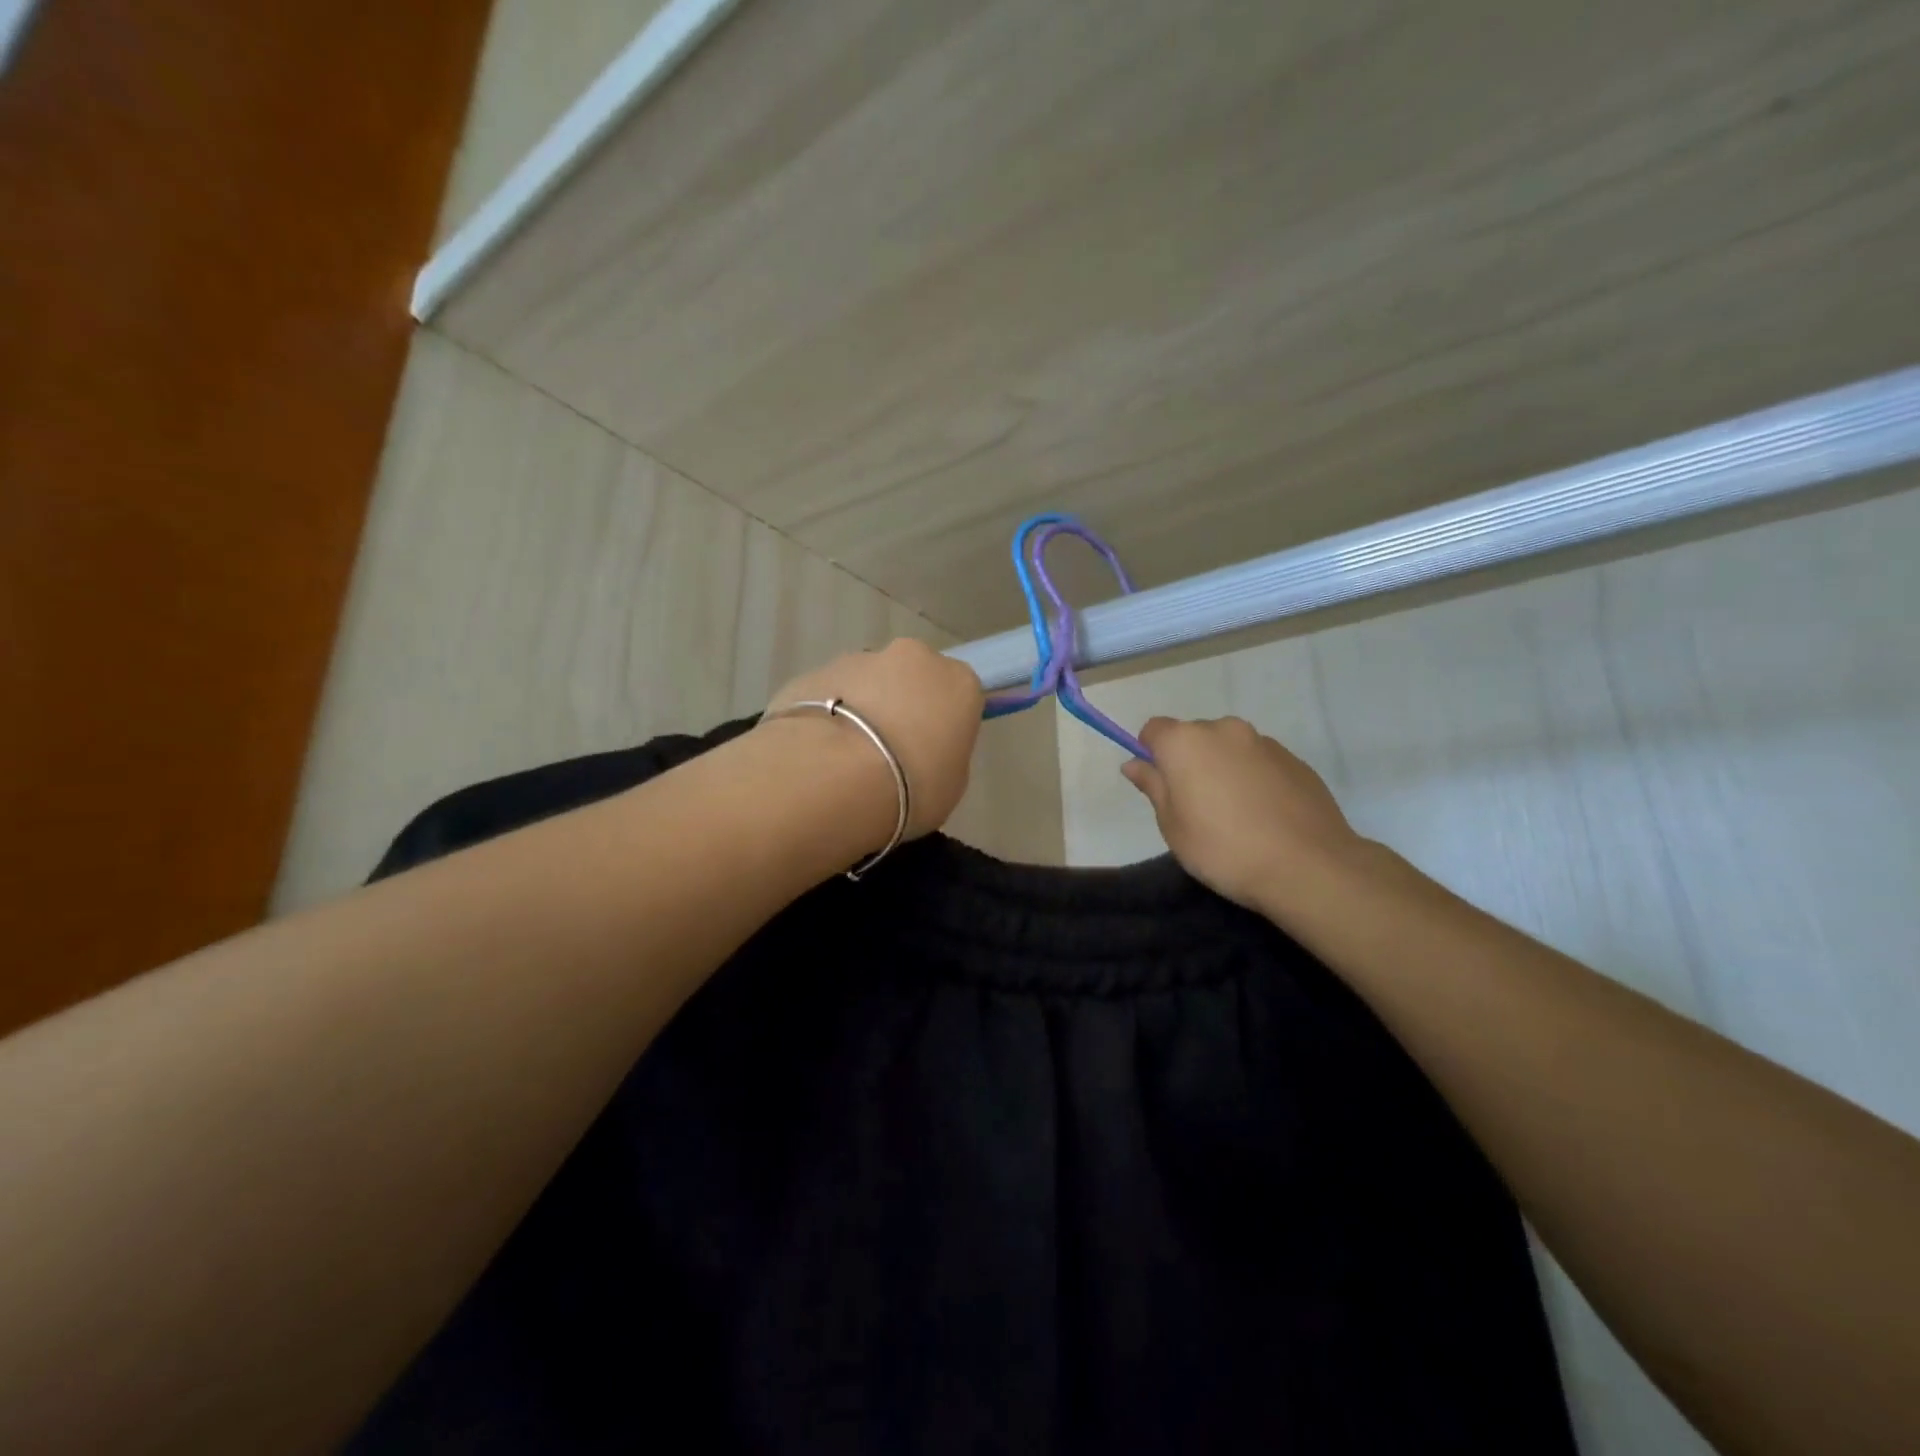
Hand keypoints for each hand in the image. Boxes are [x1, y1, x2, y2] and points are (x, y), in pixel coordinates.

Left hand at [762, 639, 984, 838]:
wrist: (831, 778)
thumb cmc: (911, 788)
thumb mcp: (950, 784)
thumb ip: (943, 754)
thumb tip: (925, 747)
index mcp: (958, 681)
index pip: (958, 694)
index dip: (944, 722)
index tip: (930, 751)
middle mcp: (913, 657)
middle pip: (912, 678)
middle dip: (902, 705)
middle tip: (888, 752)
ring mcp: (859, 659)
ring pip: (867, 682)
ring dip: (862, 708)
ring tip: (846, 756)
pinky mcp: (815, 672)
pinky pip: (828, 694)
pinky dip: (827, 715)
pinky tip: (817, 751)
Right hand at [1123, 716, 1366, 913]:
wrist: (1308, 866)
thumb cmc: (1223, 849)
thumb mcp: (1173, 826)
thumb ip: (1153, 787)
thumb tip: (1134, 763)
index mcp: (1186, 742)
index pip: (1154, 729)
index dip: (1152, 754)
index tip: (1160, 786)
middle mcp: (1224, 730)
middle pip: (1194, 736)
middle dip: (1190, 761)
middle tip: (1196, 806)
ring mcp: (1264, 742)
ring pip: (1230, 748)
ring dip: (1224, 769)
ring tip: (1236, 814)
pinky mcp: (1295, 760)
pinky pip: (1261, 762)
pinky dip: (1254, 779)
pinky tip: (1264, 816)